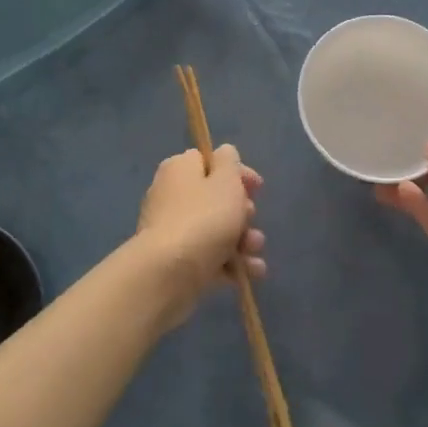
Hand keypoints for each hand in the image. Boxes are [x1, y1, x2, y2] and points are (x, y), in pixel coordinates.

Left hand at [136, 145, 265, 324]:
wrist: (170, 272)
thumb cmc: (204, 218)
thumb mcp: (226, 180)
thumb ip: (229, 162)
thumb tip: (224, 153)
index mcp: (180, 170)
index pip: (210, 161)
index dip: (237, 173)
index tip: (257, 188)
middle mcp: (172, 196)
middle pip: (215, 198)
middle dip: (242, 212)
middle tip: (249, 218)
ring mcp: (174, 231)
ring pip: (217, 230)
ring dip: (244, 240)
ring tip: (253, 250)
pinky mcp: (178, 262)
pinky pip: (211, 257)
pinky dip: (232, 264)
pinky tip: (251, 272)